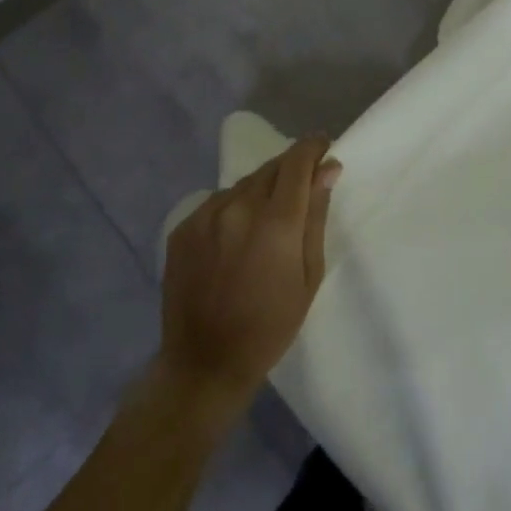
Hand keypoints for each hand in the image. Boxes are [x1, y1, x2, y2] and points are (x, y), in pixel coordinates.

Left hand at [158, 136, 340, 418]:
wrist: (204, 362)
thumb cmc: (271, 325)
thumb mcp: (309, 274)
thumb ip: (316, 215)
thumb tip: (328, 168)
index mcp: (276, 222)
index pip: (297, 162)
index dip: (313, 148)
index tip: (324, 148)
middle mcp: (238, 208)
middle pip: (271, 168)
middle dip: (291, 169)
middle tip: (301, 188)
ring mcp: (205, 216)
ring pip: (244, 184)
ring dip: (261, 190)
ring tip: (266, 220)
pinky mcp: (182, 228)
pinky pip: (217, 203)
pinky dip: (233, 208)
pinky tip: (236, 237)